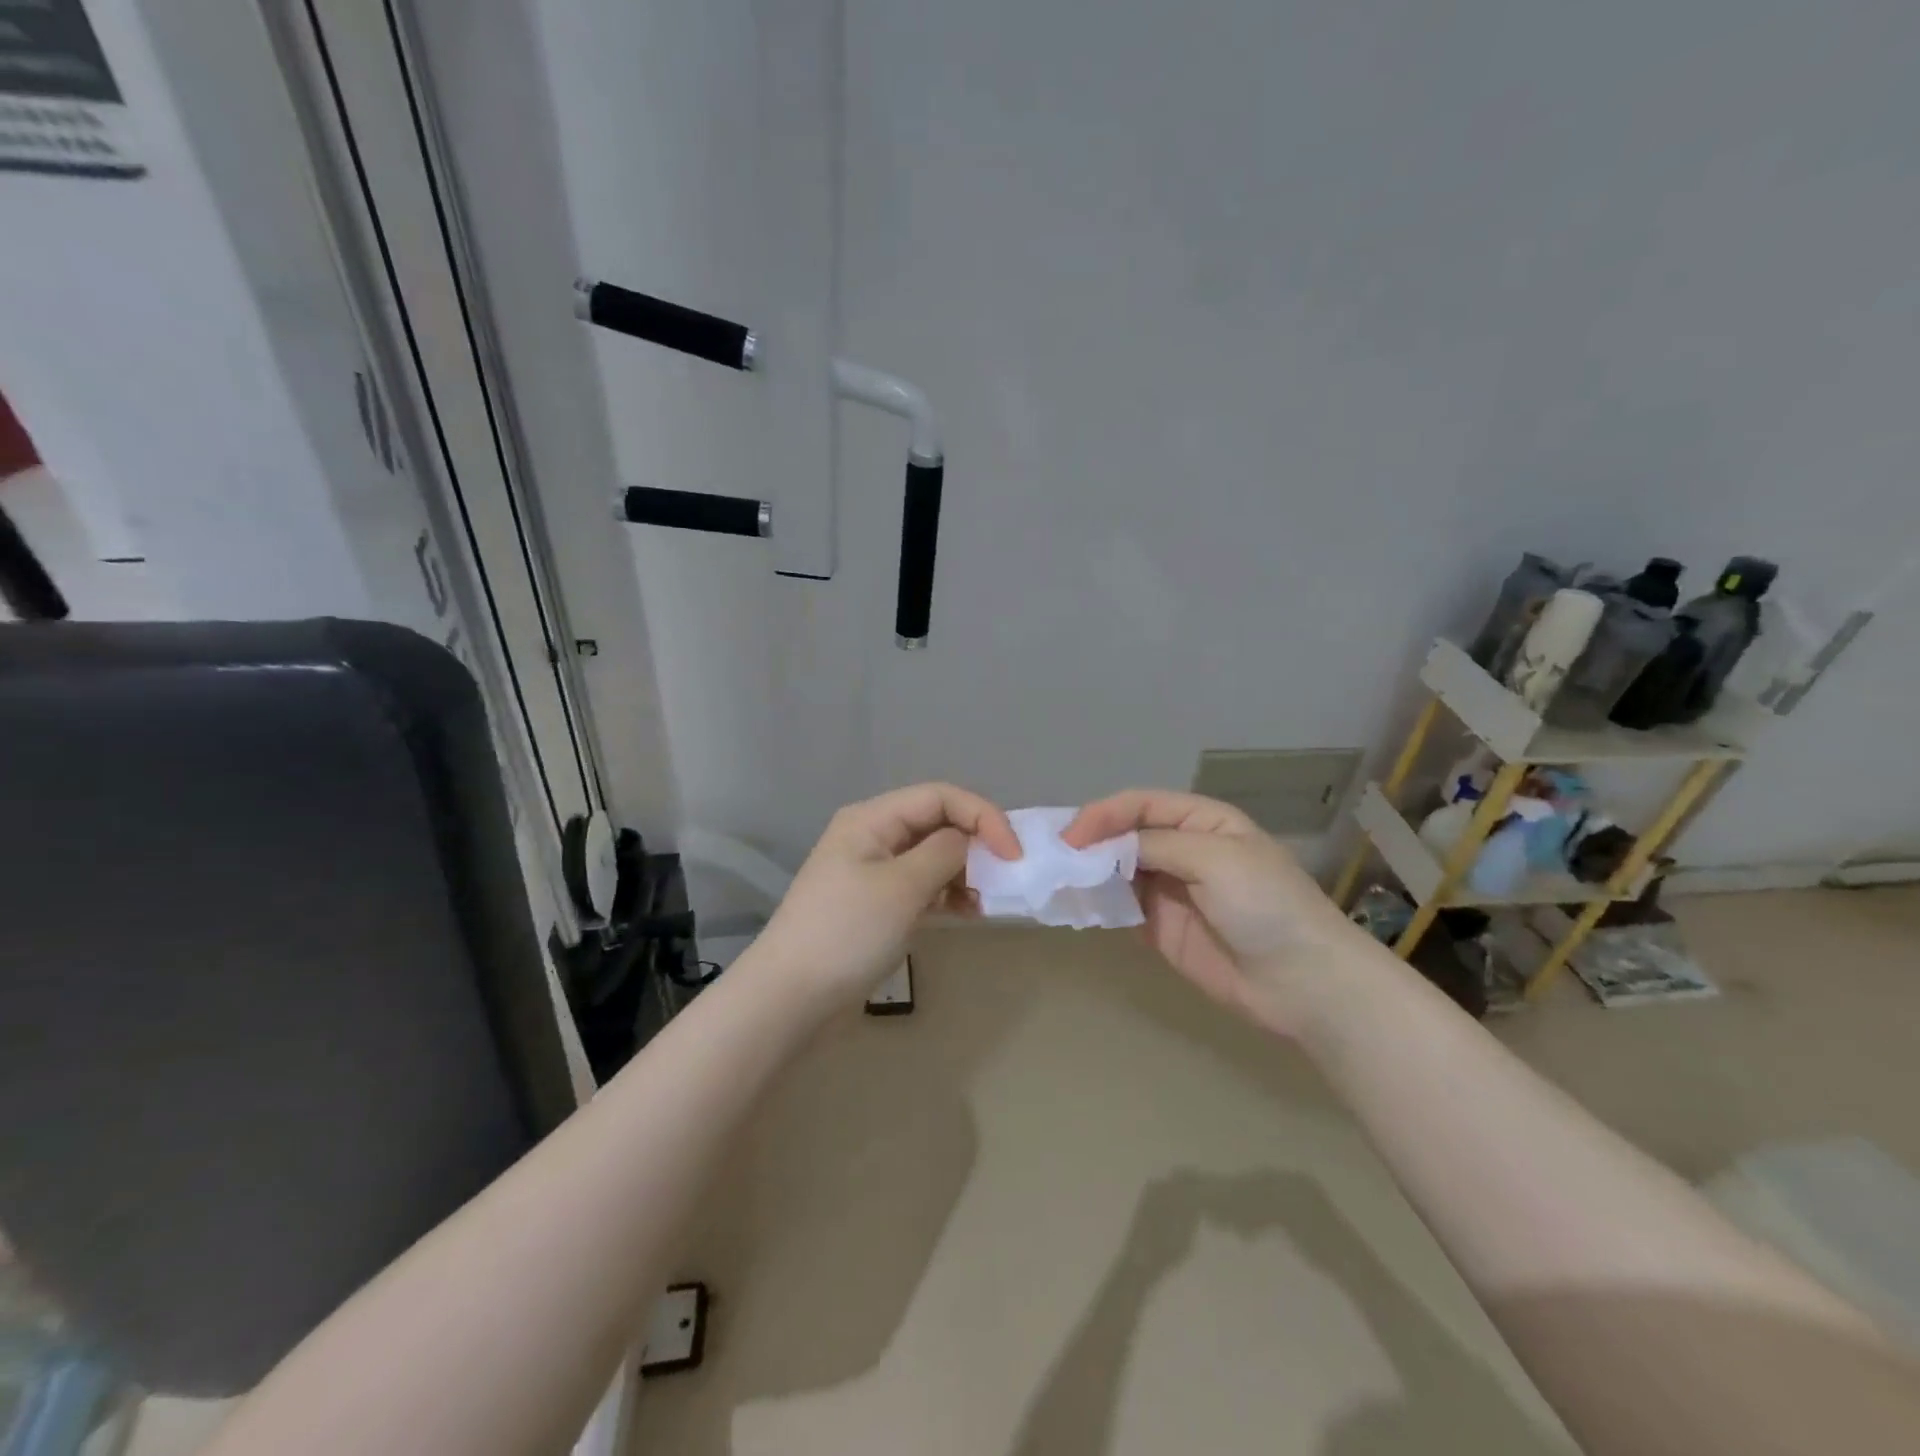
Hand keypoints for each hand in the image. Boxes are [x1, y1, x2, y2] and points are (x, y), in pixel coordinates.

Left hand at [758, 783, 1021, 1004]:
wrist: (790, 998)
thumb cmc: (847, 933)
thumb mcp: (902, 887)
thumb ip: (944, 853)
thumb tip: (969, 841)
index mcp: (872, 818)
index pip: (940, 796)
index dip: (982, 816)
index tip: (1014, 854)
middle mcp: (873, 836)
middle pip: (937, 822)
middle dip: (975, 844)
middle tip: (1006, 877)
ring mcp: (874, 871)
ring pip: (933, 856)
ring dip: (964, 872)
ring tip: (987, 902)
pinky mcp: (877, 904)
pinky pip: (922, 886)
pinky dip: (948, 894)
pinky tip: (968, 913)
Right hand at [1063, 790, 1371, 1037]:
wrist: (1303, 983)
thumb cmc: (1266, 905)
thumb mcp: (1216, 858)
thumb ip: (1156, 845)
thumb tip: (1102, 847)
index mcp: (1202, 821)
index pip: (1141, 805)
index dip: (1104, 815)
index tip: (1072, 836)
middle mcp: (1183, 849)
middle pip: (1125, 835)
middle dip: (1090, 842)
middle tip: (1053, 856)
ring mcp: (1170, 889)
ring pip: (1117, 871)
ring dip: (1089, 872)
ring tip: (1055, 879)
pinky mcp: (1160, 927)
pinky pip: (1121, 907)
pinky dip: (1098, 903)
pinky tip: (1076, 904)